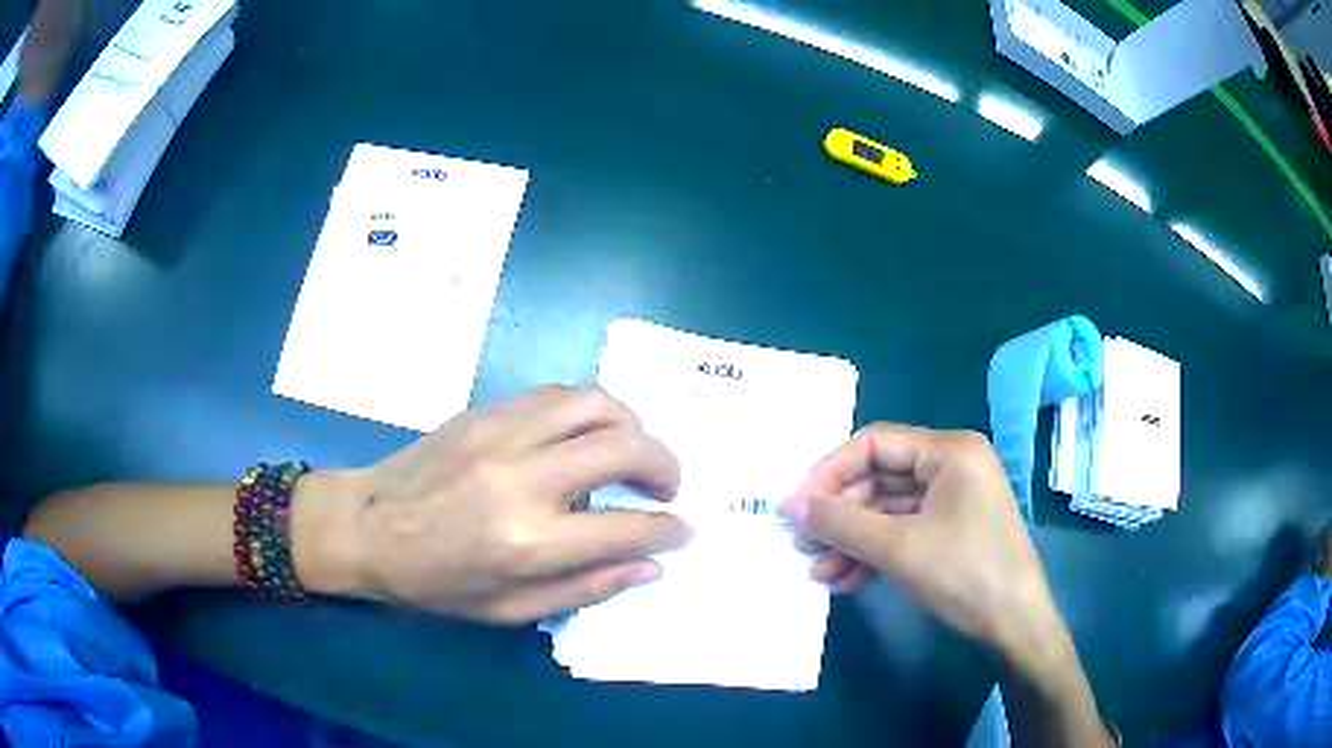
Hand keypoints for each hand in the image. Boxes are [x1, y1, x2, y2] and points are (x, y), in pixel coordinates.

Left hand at [313, 386, 691, 623]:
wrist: (366, 526)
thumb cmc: (434, 583)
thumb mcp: (509, 611)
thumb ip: (586, 588)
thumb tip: (650, 565)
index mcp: (529, 543)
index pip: (629, 528)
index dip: (669, 529)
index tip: (683, 530)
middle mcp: (523, 479)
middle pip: (625, 448)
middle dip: (666, 466)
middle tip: (667, 488)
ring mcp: (504, 434)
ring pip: (597, 403)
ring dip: (632, 426)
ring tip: (632, 453)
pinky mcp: (487, 411)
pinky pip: (558, 395)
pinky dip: (590, 411)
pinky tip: (585, 436)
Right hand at [781, 426, 1066, 672]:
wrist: (1014, 624)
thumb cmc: (964, 574)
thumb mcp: (898, 547)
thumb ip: (842, 522)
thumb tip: (790, 504)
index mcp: (949, 450)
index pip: (874, 444)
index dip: (830, 473)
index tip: (796, 507)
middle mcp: (951, 465)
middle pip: (879, 478)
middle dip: (840, 515)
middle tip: (803, 545)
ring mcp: (953, 499)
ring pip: (887, 510)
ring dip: (852, 540)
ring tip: (821, 573)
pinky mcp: (951, 529)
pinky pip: (903, 531)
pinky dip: (874, 553)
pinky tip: (849, 580)